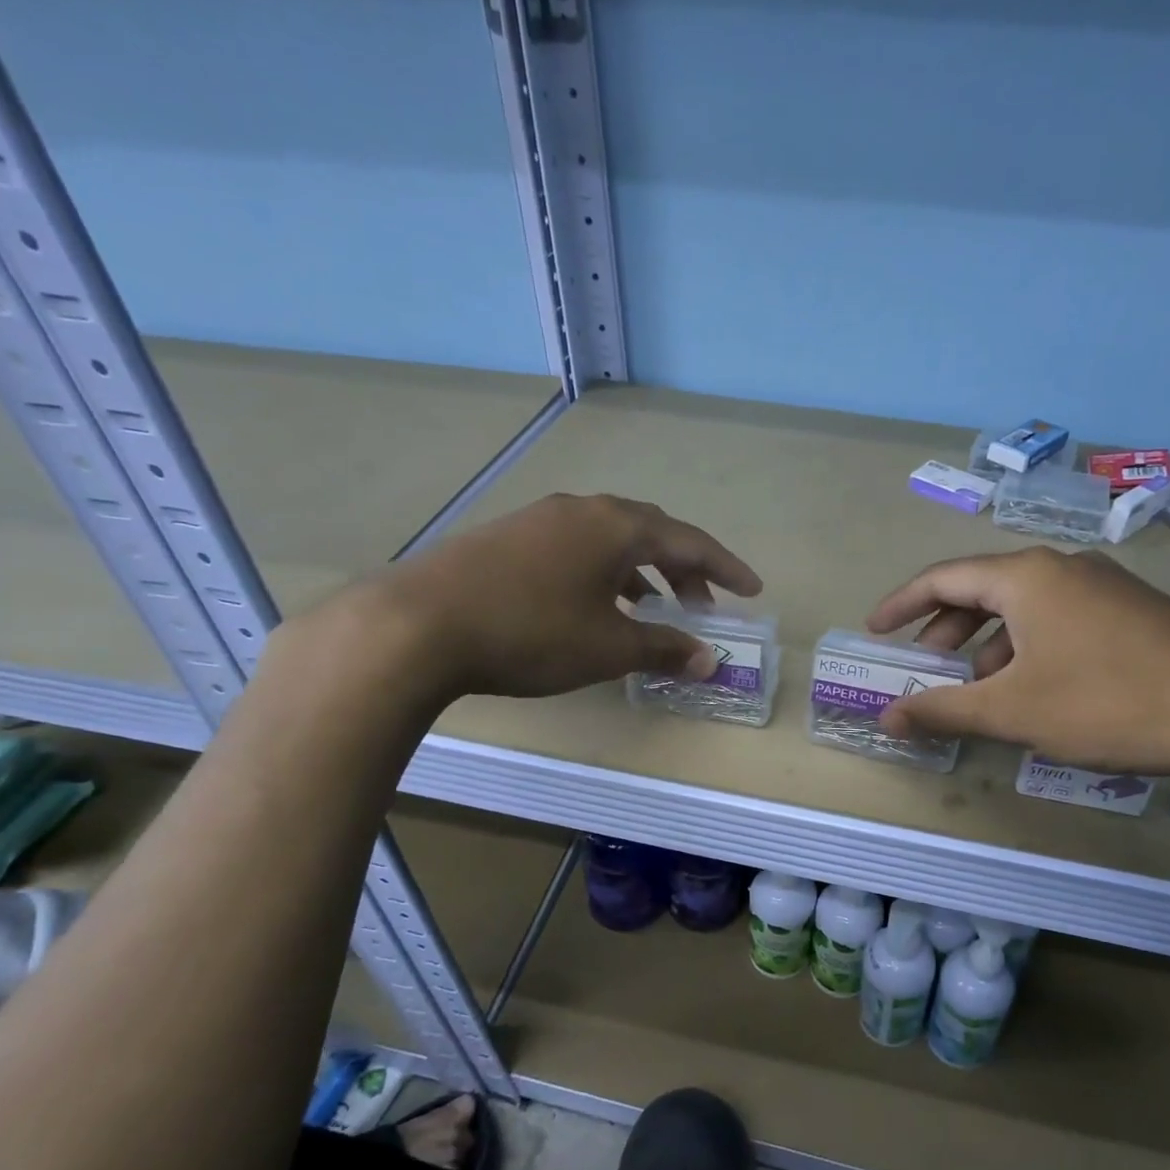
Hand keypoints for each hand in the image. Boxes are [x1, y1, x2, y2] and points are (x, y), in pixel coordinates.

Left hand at [317, 493, 761, 704]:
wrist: (418, 624)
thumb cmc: (532, 632)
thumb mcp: (608, 646)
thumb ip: (663, 647)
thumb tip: (708, 658)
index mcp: (617, 525)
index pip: (690, 541)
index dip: (725, 568)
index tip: (751, 590)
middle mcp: (583, 510)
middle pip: (651, 532)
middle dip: (684, 568)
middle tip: (700, 605)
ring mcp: (540, 520)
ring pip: (609, 539)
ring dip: (641, 571)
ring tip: (650, 607)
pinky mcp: (507, 538)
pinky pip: (576, 548)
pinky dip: (602, 573)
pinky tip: (593, 604)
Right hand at [867, 546, 1169, 794]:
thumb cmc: (1108, 704)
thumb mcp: (1013, 711)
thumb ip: (943, 710)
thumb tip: (886, 719)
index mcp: (1028, 576)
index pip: (944, 577)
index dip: (902, 604)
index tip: (876, 630)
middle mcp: (1064, 567)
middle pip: (984, 589)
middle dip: (946, 629)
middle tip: (926, 667)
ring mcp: (1105, 586)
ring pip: (1025, 608)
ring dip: (989, 644)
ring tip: (980, 689)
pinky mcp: (1134, 612)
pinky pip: (1060, 619)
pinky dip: (1029, 647)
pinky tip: (1037, 690)